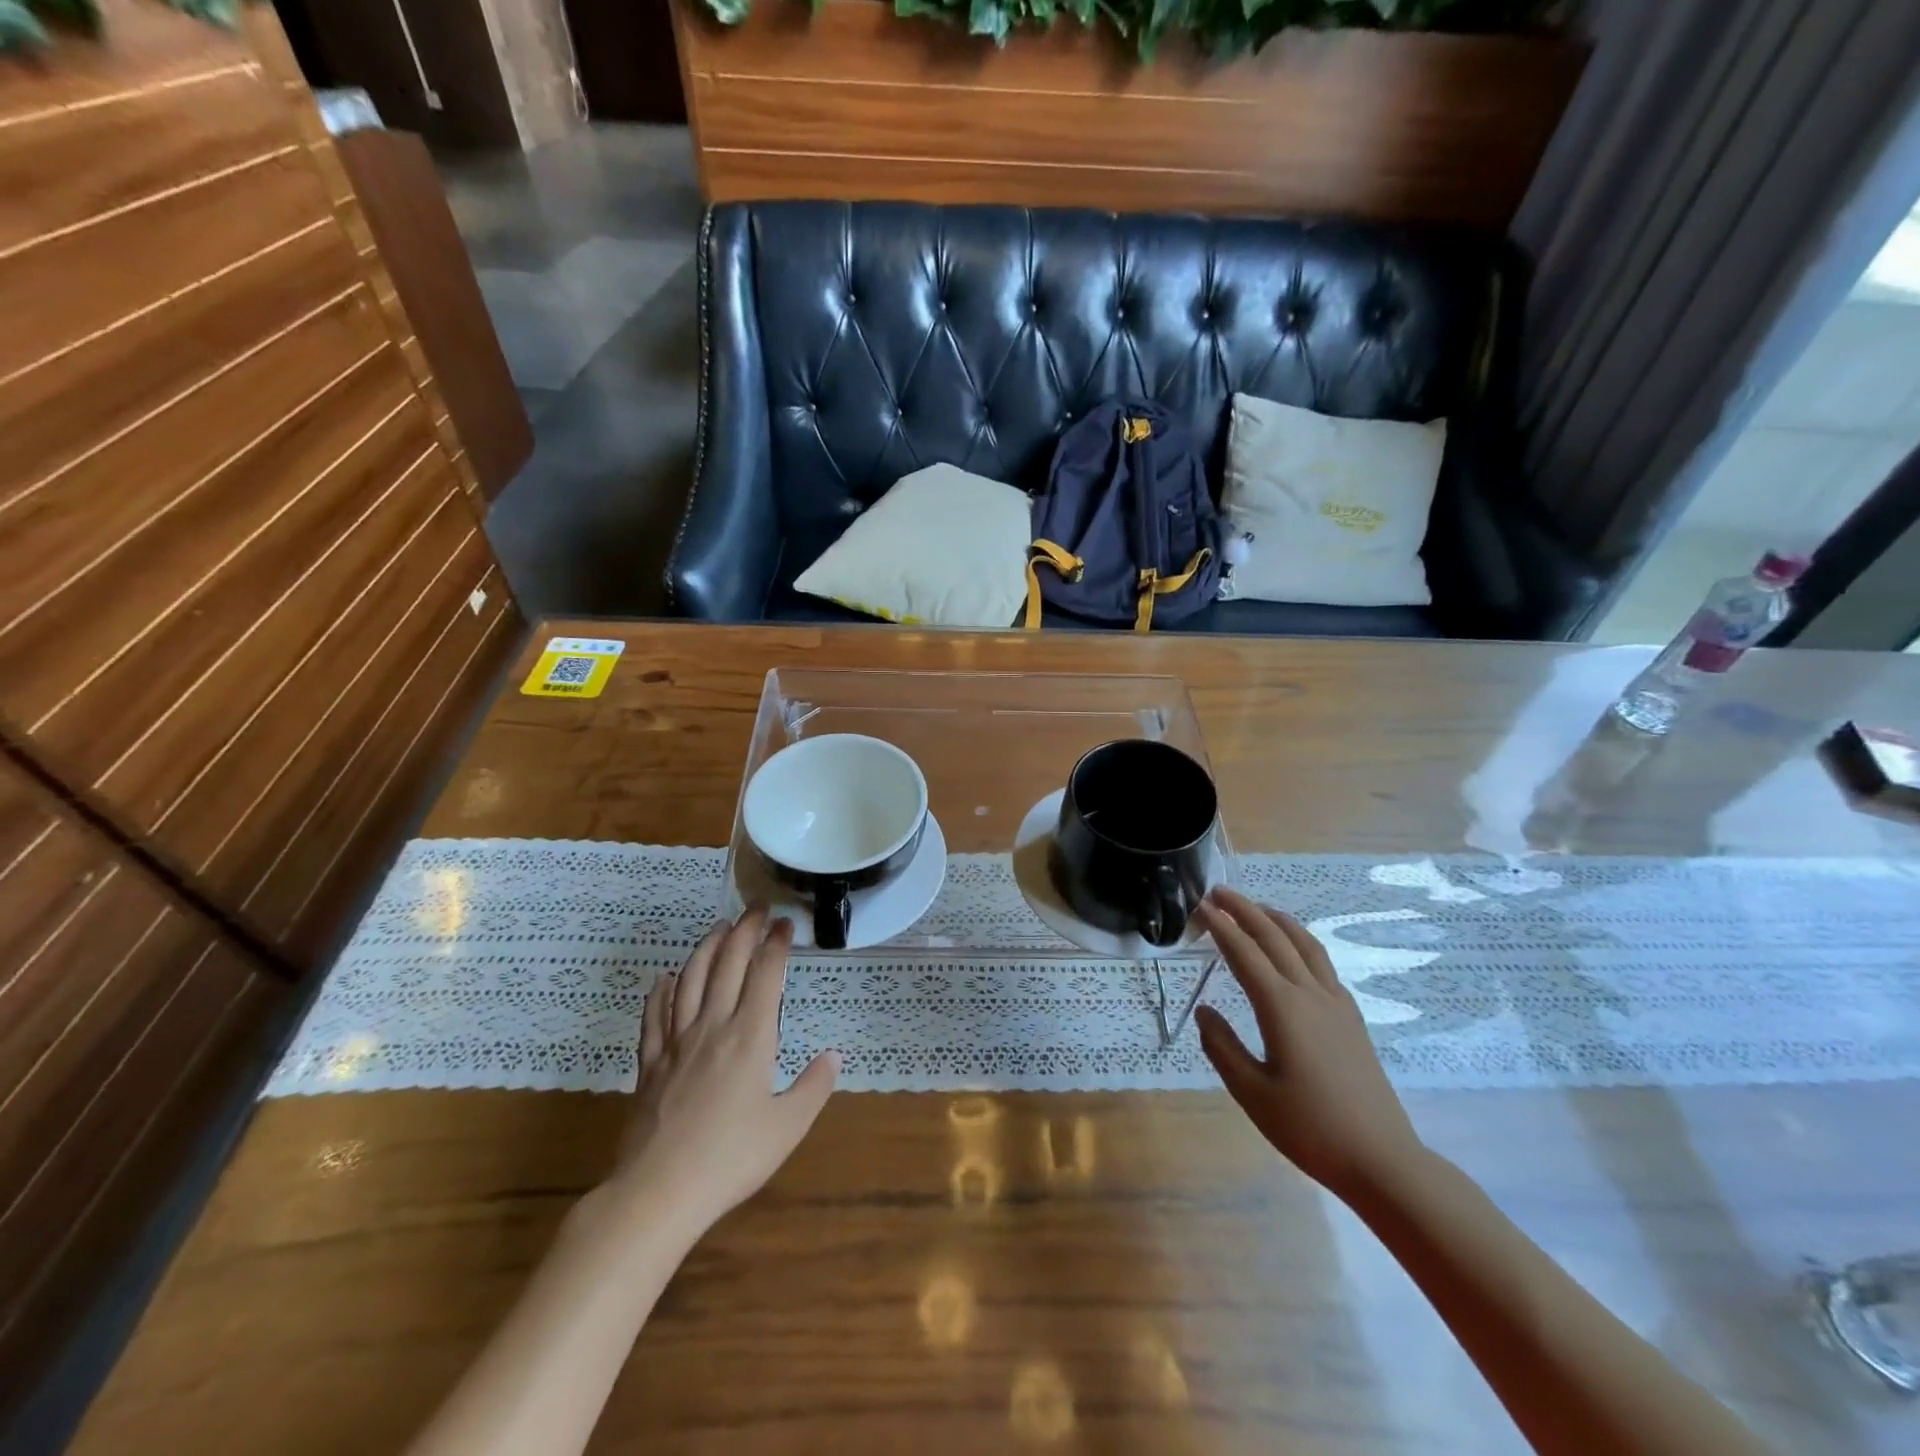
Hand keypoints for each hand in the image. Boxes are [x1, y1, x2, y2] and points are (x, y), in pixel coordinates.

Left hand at [606, 909, 838, 1238]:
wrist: (657, 1192)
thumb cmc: (730, 1160)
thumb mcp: (787, 1127)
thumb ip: (813, 1087)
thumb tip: (833, 1055)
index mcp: (750, 1037)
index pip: (765, 975)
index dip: (776, 944)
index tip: (785, 924)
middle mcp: (712, 1027)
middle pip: (727, 965)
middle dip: (744, 931)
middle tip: (757, 910)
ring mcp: (676, 1043)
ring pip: (690, 980)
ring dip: (707, 948)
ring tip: (719, 928)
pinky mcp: (650, 1064)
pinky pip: (654, 1017)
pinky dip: (661, 992)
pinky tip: (665, 978)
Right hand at [1195, 888, 1423, 1201]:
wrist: (1382, 1160)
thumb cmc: (1310, 1128)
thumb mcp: (1252, 1093)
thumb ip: (1222, 1047)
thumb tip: (1205, 1011)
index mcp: (1282, 1008)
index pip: (1245, 954)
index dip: (1222, 927)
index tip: (1201, 906)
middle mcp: (1310, 994)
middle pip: (1274, 937)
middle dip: (1245, 910)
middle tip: (1219, 892)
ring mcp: (1336, 1004)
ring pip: (1304, 944)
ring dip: (1277, 919)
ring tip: (1256, 907)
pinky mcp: (1351, 1017)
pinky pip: (1321, 963)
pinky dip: (1300, 941)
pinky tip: (1294, 950)